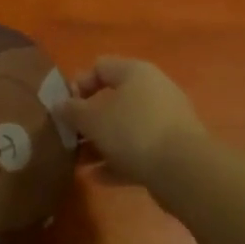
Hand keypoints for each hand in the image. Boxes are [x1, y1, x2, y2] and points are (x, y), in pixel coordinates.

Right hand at [65, 57, 209, 194]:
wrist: (184, 171)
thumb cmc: (133, 132)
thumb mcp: (92, 119)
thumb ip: (72, 110)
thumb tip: (59, 104)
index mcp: (135, 72)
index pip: (100, 67)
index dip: (79, 84)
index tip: (66, 108)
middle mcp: (154, 90)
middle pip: (113, 99)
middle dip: (89, 120)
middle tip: (71, 136)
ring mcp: (167, 120)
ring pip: (126, 127)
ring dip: (102, 143)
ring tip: (80, 161)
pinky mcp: (174, 149)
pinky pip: (140, 150)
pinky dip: (119, 160)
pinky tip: (98, 177)